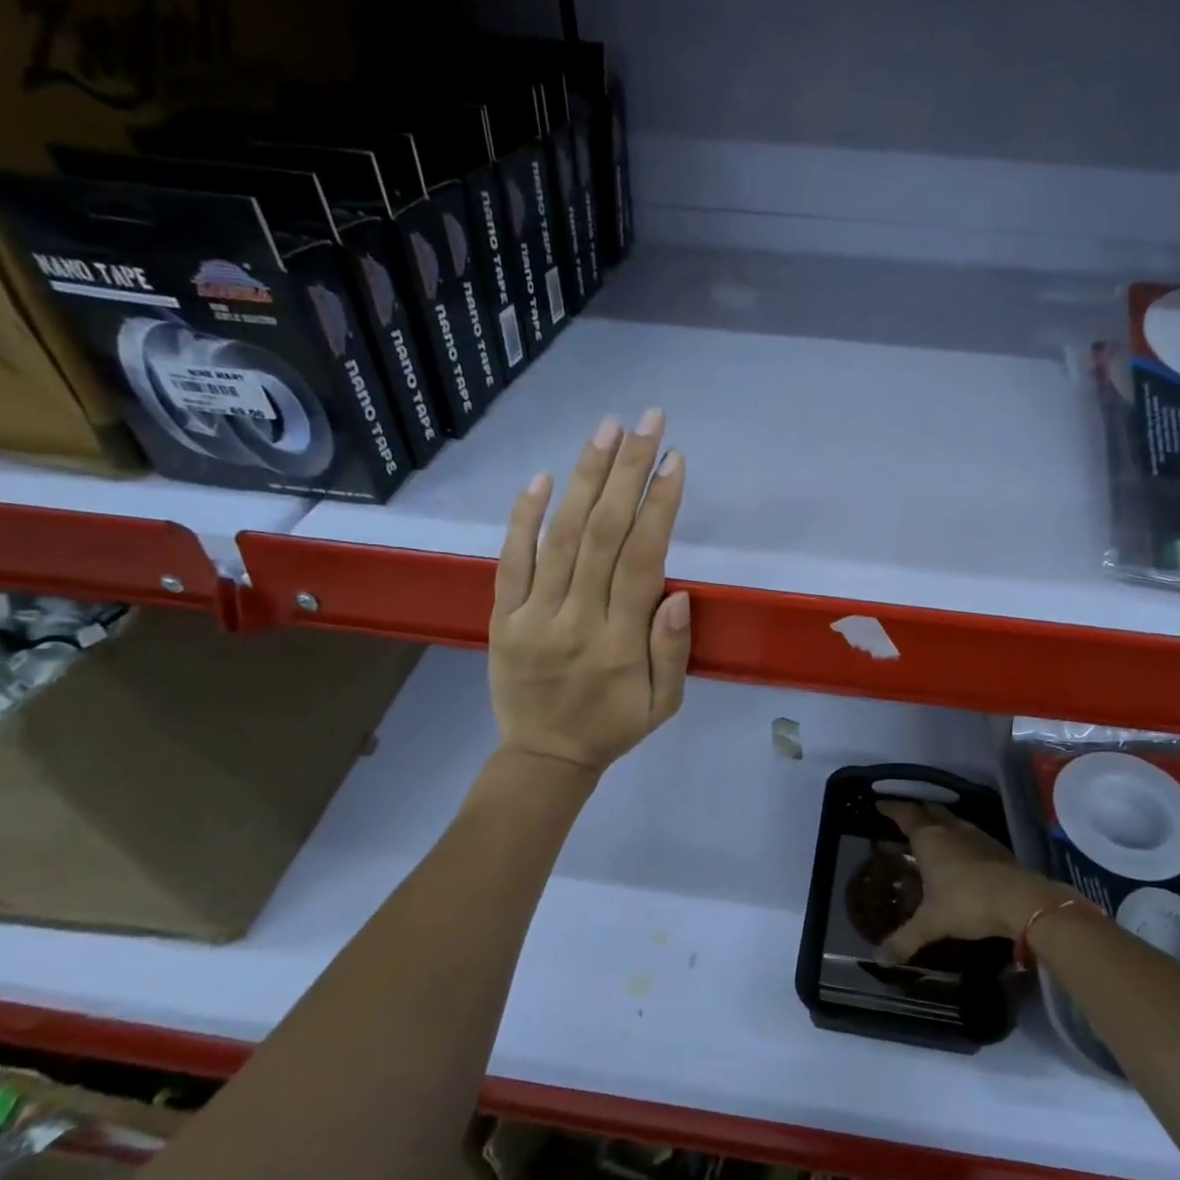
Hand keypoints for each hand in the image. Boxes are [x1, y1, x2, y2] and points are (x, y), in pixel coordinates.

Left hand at [489, 409, 689, 774]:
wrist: (543, 757)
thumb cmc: (613, 726)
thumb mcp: (664, 704)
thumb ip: (673, 651)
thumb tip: (677, 592)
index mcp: (621, 642)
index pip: (643, 560)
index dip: (659, 506)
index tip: (674, 460)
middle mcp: (576, 619)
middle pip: (604, 534)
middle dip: (628, 471)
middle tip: (646, 422)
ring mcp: (533, 615)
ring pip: (562, 537)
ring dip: (585, 479)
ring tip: (606, 431)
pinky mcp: (501, 616)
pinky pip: (510, 561)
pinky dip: (524, 517)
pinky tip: (543, 477)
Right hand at [873, 800, 1062, 965]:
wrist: (1020, 900)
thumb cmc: (967, 902)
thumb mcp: (931, 923)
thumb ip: (904, 939)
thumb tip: (878, 959)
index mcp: (929, 838)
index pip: (905, 814)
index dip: (891, 807)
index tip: (880, 804)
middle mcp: (950, 829)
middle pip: (929, 809)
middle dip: (915, 810)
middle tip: (903, 818)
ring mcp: (975, 835)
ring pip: (951, 819)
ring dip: (938, 822)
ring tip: (930, 834)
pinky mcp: (995, 846)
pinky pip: (969, 833)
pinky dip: (958, 836)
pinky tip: (959, 852)